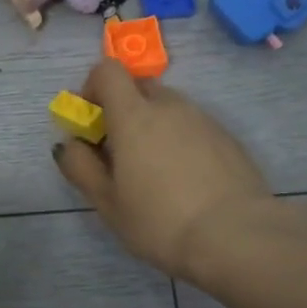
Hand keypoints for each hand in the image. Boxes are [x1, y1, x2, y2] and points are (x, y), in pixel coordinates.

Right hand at [54, 59, 270, 283]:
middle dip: (124, 110)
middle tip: (120, 153)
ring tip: (156, 173)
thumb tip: (69, 143)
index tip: (91, 122)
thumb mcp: (107, 203)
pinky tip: (186, 181)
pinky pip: (194, 127)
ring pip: (169, 108)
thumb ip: (80, 167)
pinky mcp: (228, 138)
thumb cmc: (160, 221)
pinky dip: (181, 141)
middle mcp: (170, 106)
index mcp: (134, 115)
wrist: (237, 237)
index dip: (93, 87)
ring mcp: (203, 119)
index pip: (108, 70)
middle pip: (139, 88)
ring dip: (154, 127)